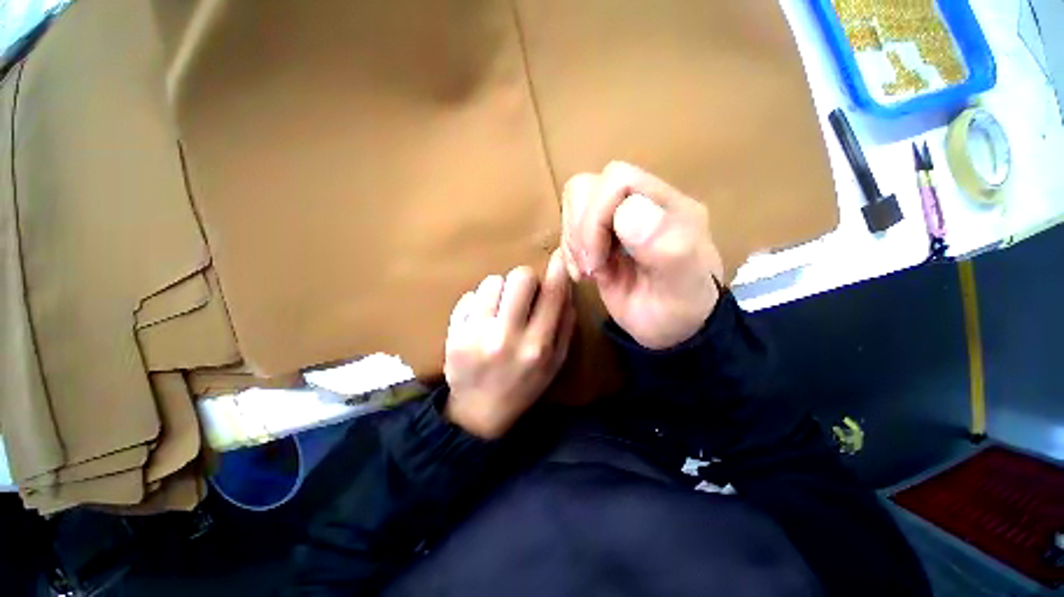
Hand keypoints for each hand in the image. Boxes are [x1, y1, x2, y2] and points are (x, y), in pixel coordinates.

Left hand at [443, 249, 576, 438]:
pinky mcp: (454, 335)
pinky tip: (481, 321)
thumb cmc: (523, 386)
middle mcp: (508, 337)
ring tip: (500, 309)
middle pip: (520, 277)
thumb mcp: (555, 363)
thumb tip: (566, 290)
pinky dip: (479, 303)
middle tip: (522, 294)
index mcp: (539, 346)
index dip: (558, 269)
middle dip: (525, 279)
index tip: (559, 256)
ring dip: (501, 290)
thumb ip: (565, 326)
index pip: (553, 294)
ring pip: (492, 281)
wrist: (480, 413)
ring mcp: (477, 335)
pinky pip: (469, 296)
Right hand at [561, 162, 723, 349]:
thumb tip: (628, 211)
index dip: (596, 218)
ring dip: (572, 240)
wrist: (672, 330)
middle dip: (580, 230)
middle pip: (589, 187)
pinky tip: (583, 273)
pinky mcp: (602, 237)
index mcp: (667, 206)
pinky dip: (569, 249)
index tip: (598, 261)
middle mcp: (641, 204)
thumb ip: (668, 247)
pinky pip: (570, 225)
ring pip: (576, 203)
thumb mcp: (682, 286)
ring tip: (588, 271)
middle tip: (591, 266)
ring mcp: (619, 220)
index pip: (617, 180)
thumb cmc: (680, 311)